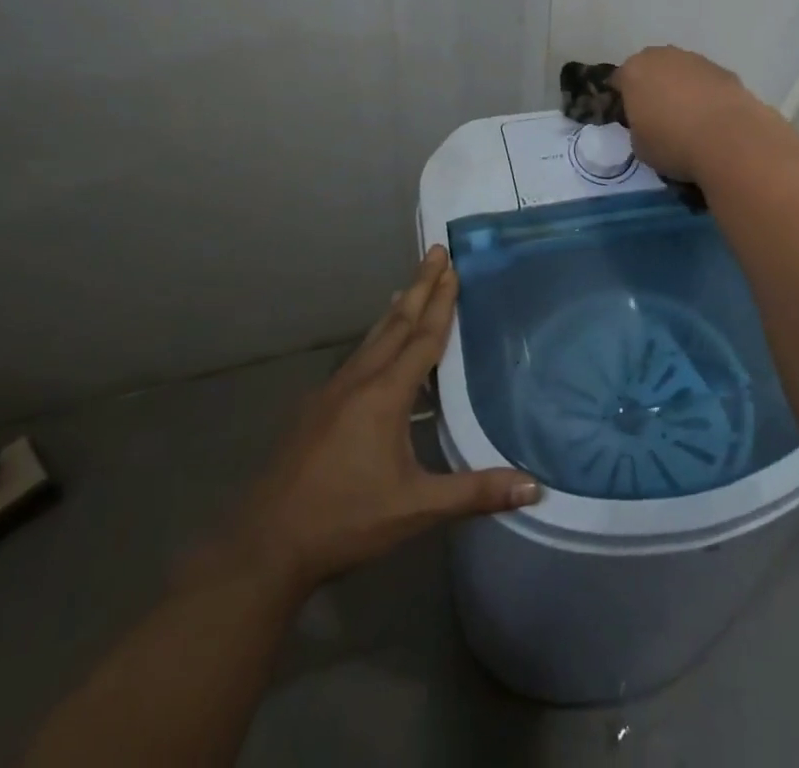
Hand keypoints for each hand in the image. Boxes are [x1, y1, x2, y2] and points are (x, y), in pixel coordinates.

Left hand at [212, 247, 538, 599]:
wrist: (264, 546)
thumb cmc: (346, 521)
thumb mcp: (416, 509)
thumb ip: (475, 492)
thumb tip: (534, 486)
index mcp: (385, 395)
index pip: (423, 338)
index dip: (442, 302)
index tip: (452, 267)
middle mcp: (358, 381)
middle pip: (397, 324)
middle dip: (419, 287)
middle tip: (435, 252)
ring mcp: (331, 392)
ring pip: (372, 339)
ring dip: (397, 310)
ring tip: (409, 288)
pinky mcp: (315, 409)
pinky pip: (355, 358)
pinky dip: (375, 338)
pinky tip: (375, 348)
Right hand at [612, 45, 772, 180]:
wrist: (729, 139)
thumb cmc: (673, 144)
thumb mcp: (639, 146)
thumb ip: (637, 127)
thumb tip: (648, 124)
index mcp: (634, 72)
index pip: (619, 80)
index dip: (622, 99)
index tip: (628, 118)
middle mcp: (662, 57)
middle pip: (651, 68)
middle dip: (652, 86)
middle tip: (657, 114)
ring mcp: (696, 59)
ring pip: (680, 71)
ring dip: (680, 87)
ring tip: (689, 118)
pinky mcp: (724, 69)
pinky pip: (706, 81)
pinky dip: (705, 93)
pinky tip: (712, 118)